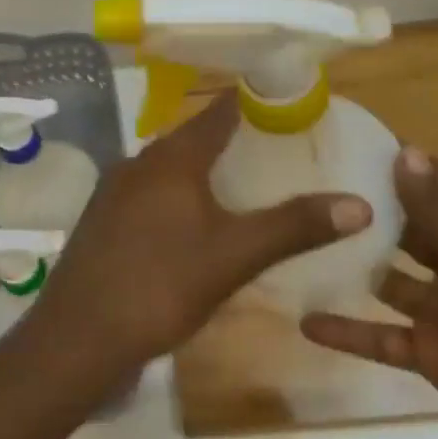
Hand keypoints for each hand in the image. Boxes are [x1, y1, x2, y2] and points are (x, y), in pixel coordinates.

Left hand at [19, 92, 371, 382]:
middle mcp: (138, 163)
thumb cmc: (160, 286)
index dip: (254, 101)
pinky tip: (193, 225)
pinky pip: (150, 194)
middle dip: (233, 140)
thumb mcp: (234, 257)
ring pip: (169, 169)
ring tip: (243, 187)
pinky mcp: (102, 221)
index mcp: (171, 158)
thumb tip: (359, 204)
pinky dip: (178, 197)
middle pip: (193, 138)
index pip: (220, 111)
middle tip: (277, 150)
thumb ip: (294, 227)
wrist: (78, 337)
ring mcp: (114, 192)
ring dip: (203, 171)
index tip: (288, 101)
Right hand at [301, 147, 437, 438]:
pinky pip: (381, 337)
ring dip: (349, 269)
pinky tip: (304, 323)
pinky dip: (348, 332)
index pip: (431, 186)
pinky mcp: (433, 357)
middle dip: (361, 214)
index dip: (393, 165)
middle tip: (300, 193)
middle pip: (404, 231)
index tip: (338, 144)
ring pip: (386, 282)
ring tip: (293, 250)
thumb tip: (404, 151)